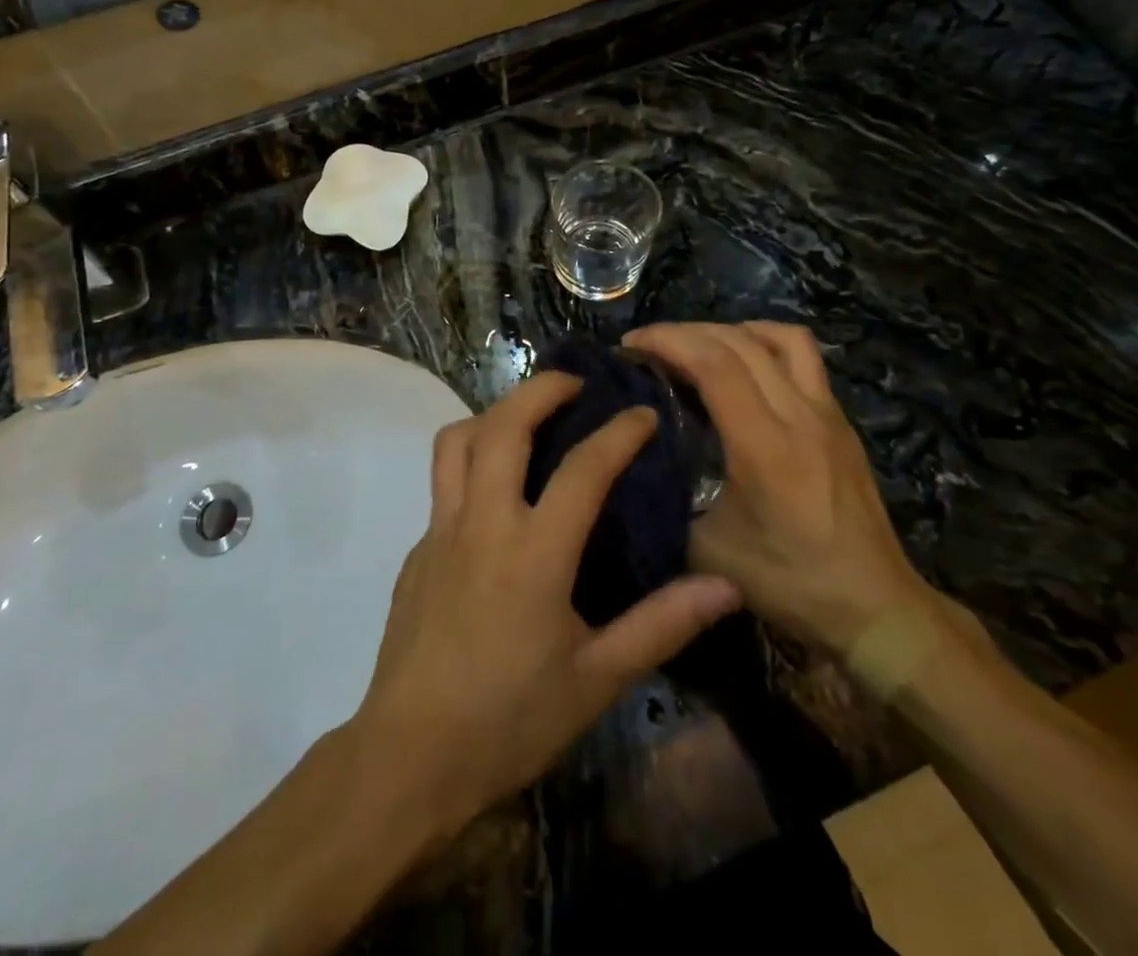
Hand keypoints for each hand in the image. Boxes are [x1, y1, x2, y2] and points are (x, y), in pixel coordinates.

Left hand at [349, 372, 741, 838]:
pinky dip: (472, 460)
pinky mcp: (418, 547)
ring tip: (528, 418)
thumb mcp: (598, 679)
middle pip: (503, 426)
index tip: (644, 413)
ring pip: (457, 441)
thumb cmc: (510, 720)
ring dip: (494, 414)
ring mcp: (441, 530)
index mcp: (534, 552)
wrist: (410, 755)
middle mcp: (483, 522)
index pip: (583, 469)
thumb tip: (726, 587)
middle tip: (574, 382)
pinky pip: (443, 481)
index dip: (618, 433)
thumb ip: (661, 625)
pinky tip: (497, 492)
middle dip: (540, 389)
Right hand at [624, 322, 936, 654]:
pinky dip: (764, 344)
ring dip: (730, 330)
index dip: (667, 341)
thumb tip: (637, 465)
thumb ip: (671, 499)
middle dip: (685, 331)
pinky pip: (802, 356)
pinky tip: (743, 367)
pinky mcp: (840, 420)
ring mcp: (827, 412)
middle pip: (739, 341)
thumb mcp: (709, 551)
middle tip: (648, 345)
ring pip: (779, 338)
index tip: (630, 345)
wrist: (876, 607)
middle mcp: (800, 415)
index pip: (714, 364)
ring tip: (698, 346)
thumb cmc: (791, 583)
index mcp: (765, 446)